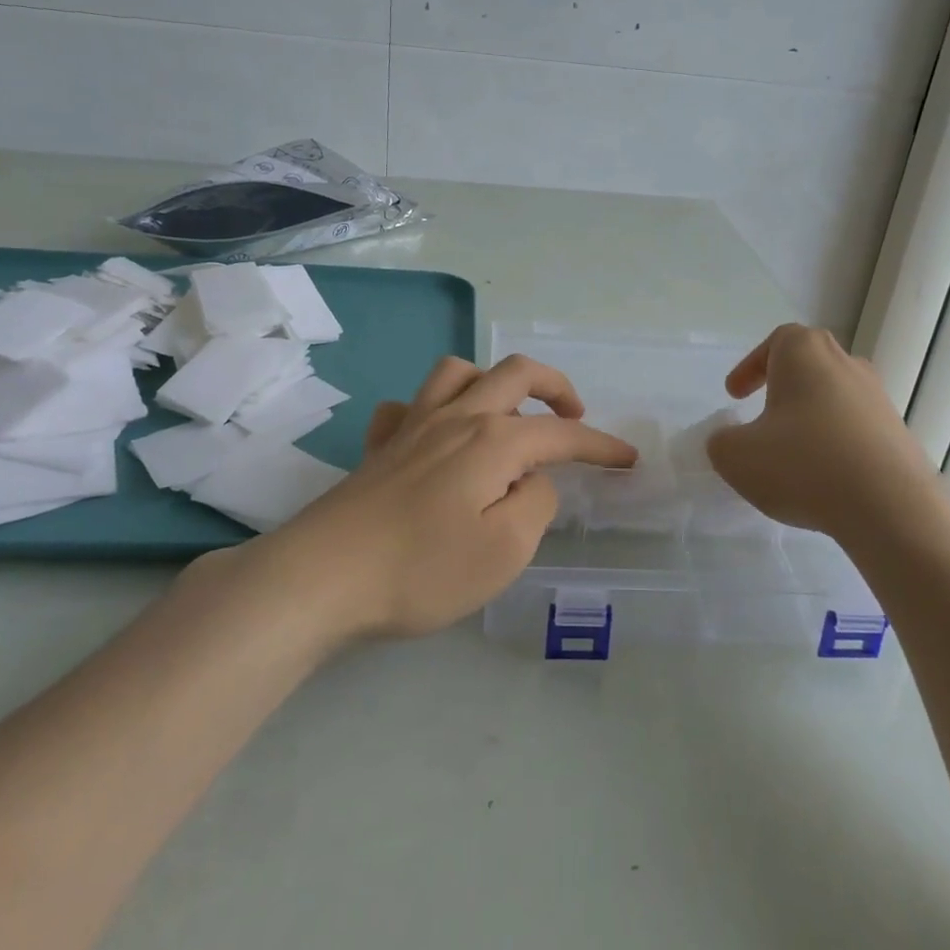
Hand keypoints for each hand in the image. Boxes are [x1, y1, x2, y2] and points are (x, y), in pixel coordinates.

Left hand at [268, 354, 636, 639]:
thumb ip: (535, 504)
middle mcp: (456, 418)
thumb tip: (533, 479)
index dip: (599, 445)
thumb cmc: (421, 569)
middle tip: (573, 416)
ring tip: (506, 414)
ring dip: (492, 382)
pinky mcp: (379, 447)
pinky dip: (429, 410)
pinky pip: (407, 407)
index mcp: (493, 441)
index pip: (561, 434)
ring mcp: (412, 426)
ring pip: (457, 372)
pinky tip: (434, 436)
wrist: (321, 578)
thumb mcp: (504, 551)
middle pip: (514, 373)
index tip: (627, 460)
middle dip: (555, 386)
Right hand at [706, 323, 947, 543]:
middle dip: (783, 388)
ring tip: (792, 455)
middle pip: (809, 365)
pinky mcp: (898, 434)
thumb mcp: (736, 456)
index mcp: (805, 353)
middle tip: (763, 417)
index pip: (777, 341)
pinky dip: (836, 444)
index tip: (735, 397)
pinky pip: (856, 429)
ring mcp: (878, 398)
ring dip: (810, 418)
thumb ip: (721, 442)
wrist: (891, 508)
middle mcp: (846, 364)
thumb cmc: (804, 464)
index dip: (751, 366)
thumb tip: (730, 441)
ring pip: (834, 397)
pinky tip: (824, 479)